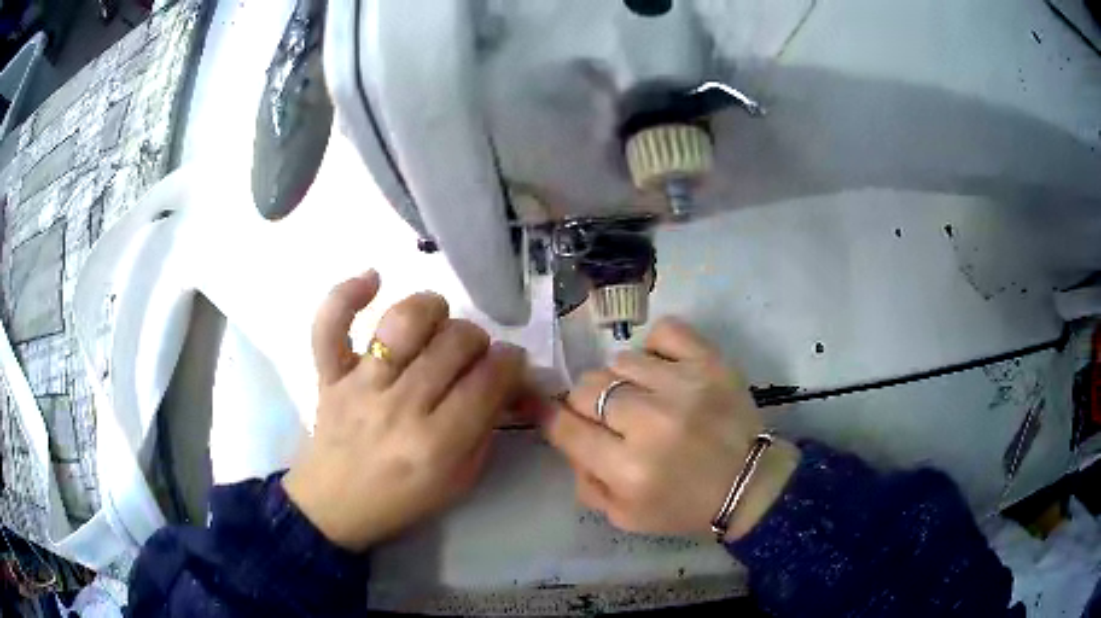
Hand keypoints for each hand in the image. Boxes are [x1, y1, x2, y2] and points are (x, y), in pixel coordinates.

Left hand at [283, 271, 526, 551]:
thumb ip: (485, 430)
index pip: (488, 380)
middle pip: (454, 343)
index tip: (511, 362)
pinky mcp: (328, 374)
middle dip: (477, 340)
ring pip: (403, 322)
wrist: (333, 506)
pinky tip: (372, 279)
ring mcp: (359, 385)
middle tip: (473, 355)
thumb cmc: (400, 500)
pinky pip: (330, 324)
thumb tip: (505, 384)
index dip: (511, 362)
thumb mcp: (459, 481)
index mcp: (436, 444)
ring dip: (431, 310)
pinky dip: (347, 294)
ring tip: (437, 321)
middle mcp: (399, 407)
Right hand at [543, 317, 798, 540]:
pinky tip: (663, 369)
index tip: (550, 412)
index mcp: (628, 468)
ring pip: (620, 360)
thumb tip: (567, 435)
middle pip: (586, 387)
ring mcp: (683, 385)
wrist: (750, 484)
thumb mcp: (624, 517)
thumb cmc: (685, 506)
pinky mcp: (711, 362)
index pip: (564, 426)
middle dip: (587, 404)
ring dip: (623, 382)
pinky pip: (664, 331)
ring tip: (645, 398)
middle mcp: (651, 422)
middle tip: (610, 418)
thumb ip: (585, 481)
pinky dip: (656, 347)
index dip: (549, 416)